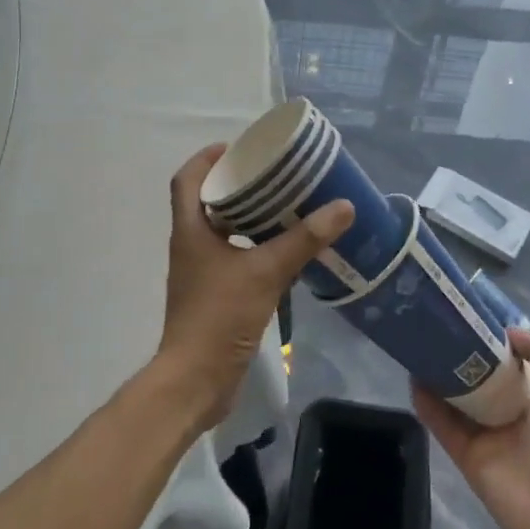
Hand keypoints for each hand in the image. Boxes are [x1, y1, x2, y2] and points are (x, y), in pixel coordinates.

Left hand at [157, 143, 352, 429]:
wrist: (196, 381)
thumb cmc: (219, 316)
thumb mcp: (265, 272)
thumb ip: (303, 240)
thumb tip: (342, 207)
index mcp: (190, 231)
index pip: (186, 180)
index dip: (206, 158)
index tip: (237, 147)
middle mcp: (191, 247)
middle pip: (206, 202)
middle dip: (236, 184)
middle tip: (273, 174)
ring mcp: (201, 273)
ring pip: (222, 232)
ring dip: (248, 217)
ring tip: (285, 205)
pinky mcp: (215, 296)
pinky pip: (235, 258)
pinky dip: (255, 247)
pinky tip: (285, 250)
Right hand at [413, 329, 529, 528]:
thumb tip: (509, 332)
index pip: (510, 366)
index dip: (492, 344)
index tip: (470, 321)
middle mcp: (511, 416)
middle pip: (480, 382)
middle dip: (462, 359)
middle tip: (437, 332)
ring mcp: (486, 437)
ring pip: (457, 402)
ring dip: (439, 379)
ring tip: (419, 350)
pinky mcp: (465, 456)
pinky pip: (443, 426)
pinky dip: (427, 406)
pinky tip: (413, 381)